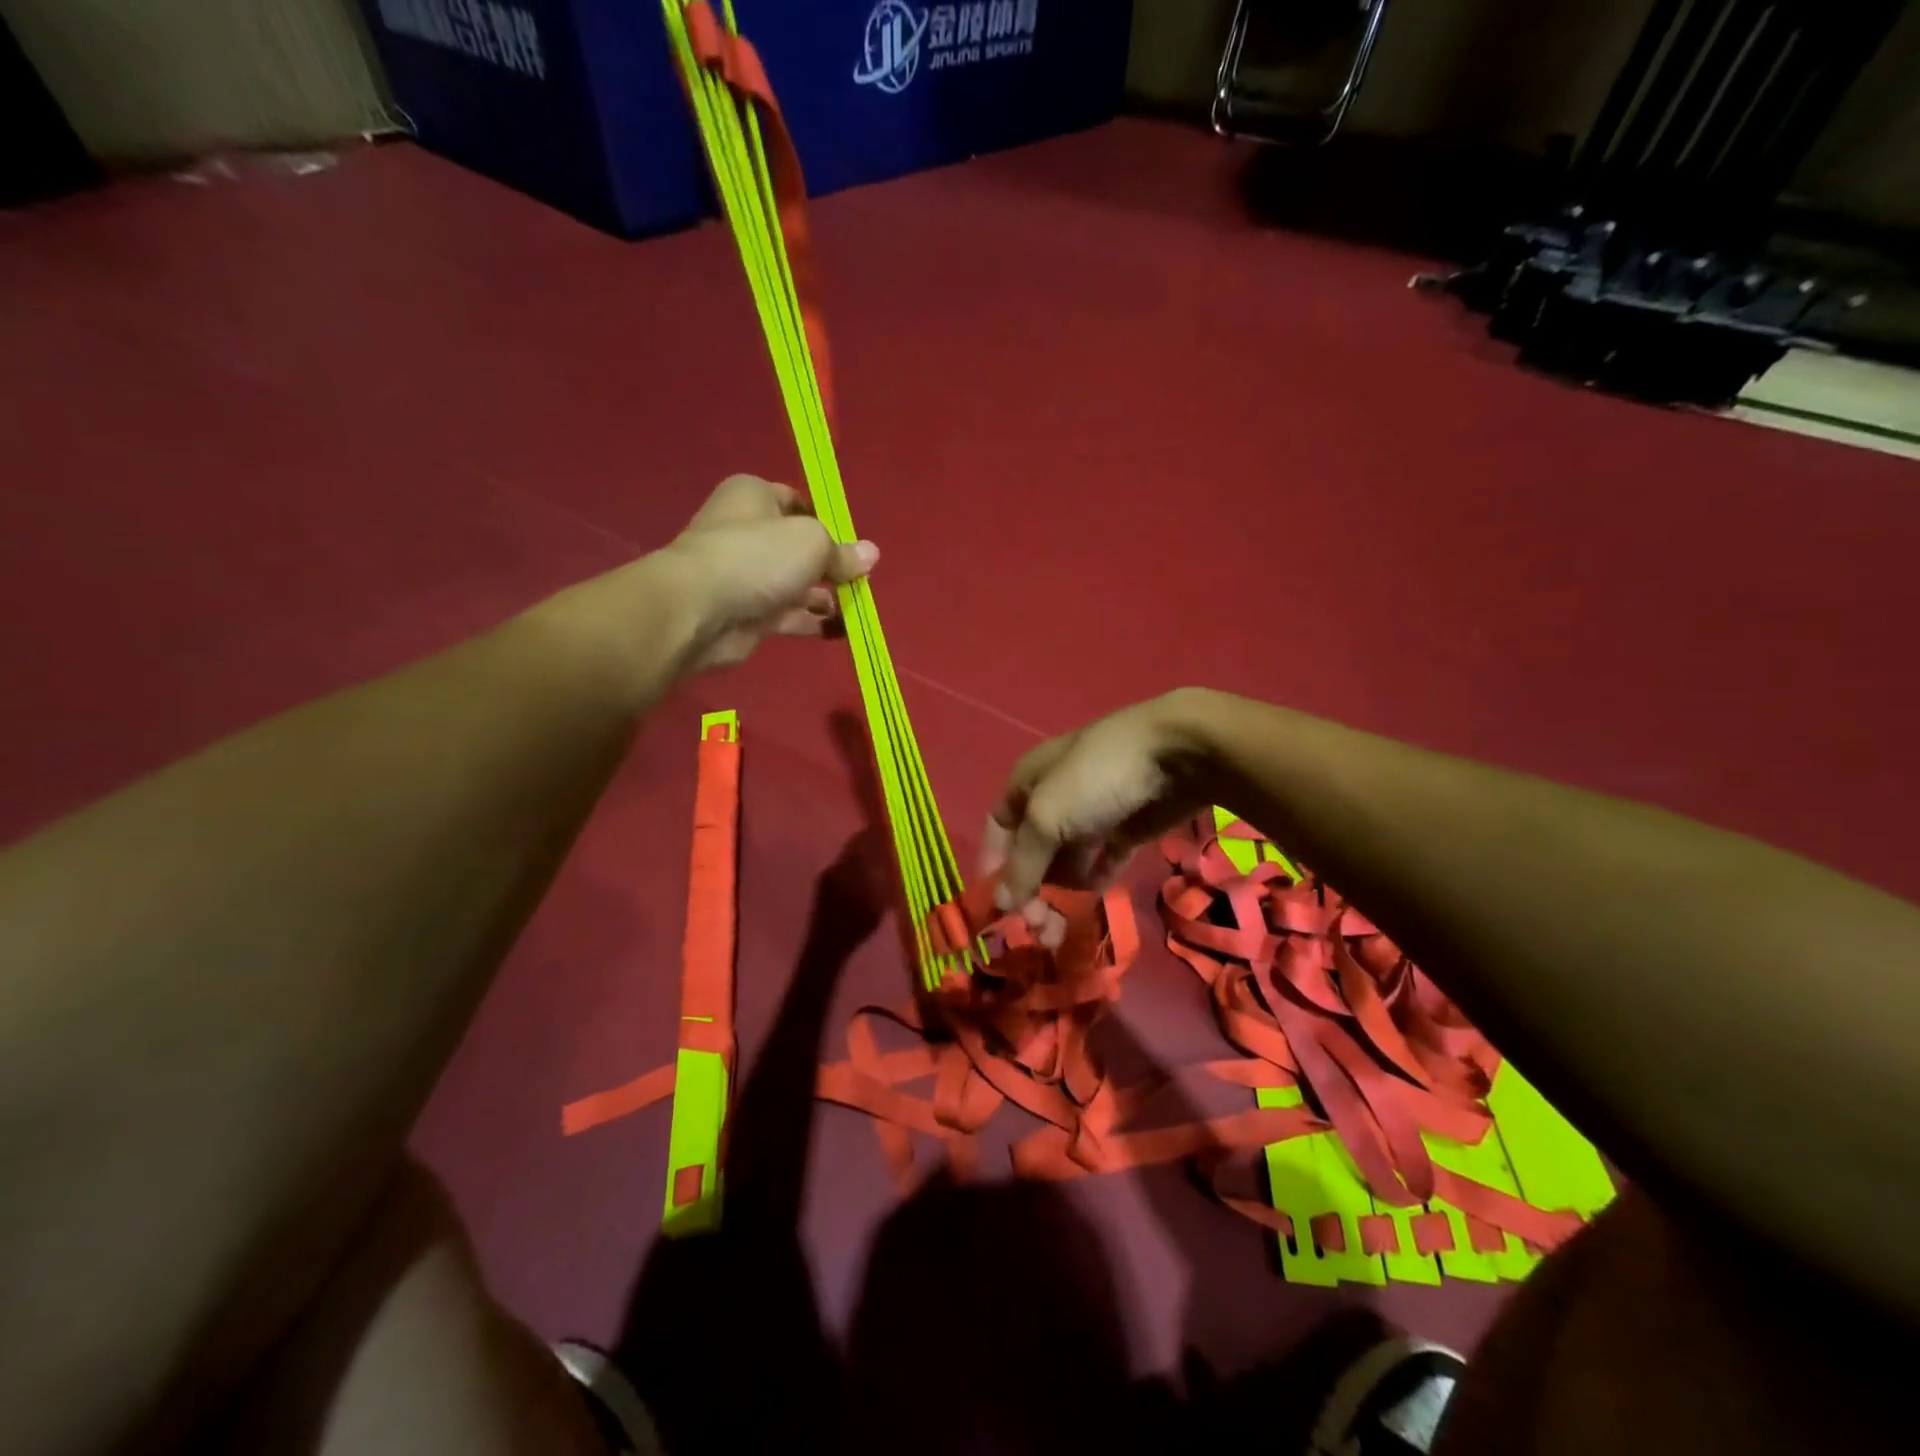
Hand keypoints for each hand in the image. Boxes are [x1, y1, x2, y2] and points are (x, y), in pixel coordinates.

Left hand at [658, 474, 877, 671]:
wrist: (700, 610)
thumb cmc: (758, 556)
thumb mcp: (813, 543)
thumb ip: (843, 552)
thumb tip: (871, 555)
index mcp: (754, 496)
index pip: (798, 502)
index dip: (827, 522)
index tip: (853, 544)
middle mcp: (748, 532)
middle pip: (800, 548)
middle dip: (831, 566)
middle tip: (861, 582)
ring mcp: (747, 576)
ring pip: (797, 584)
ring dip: (827, 598)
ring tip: (858, 609)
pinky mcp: (749, 614)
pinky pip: (790, 616)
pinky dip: (814, 622)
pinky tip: (842, 631)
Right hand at [980, 690, 1222, 941]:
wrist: (1177, 754)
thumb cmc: (1096, 778)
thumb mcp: (1047, 817)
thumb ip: (1022, 864)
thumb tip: (1000, 904)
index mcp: (1026, 783)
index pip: (998, 829)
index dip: (993, 865)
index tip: (995, 907)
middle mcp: (1054, 800)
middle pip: (1032, 852)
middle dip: (1029, 890)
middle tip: (1037, 928)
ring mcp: (1091, 815)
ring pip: (1065, 862)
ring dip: (1059, 895)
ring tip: (1059, 931)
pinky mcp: (1125, 830)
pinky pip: (1100, 863)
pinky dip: (1092, 882)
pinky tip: (1091, 899)